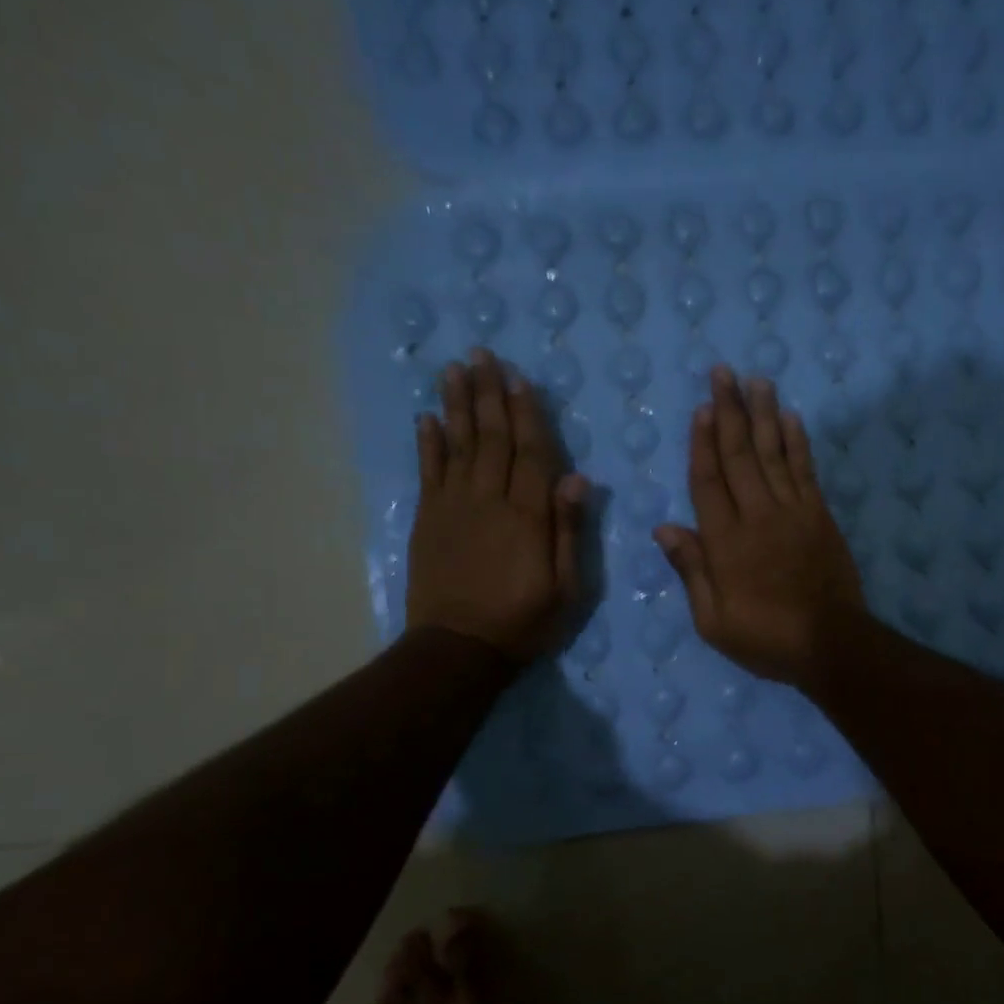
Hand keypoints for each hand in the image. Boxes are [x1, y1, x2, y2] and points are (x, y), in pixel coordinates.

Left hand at [405, 348, 586, 659]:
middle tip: (482, 355)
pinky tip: (426, 417)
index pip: (530, 453)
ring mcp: (454, 507)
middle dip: (488, 394)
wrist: (459, 648)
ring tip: (454, 369)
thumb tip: (577, 479)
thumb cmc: (523, 622)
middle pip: (491, 438)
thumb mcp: (566, 587)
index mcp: (527, 516)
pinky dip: (428, 443)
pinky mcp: (429, 520)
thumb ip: (569, 531)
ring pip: (458, 445)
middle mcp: (489, 501)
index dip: (526, 414)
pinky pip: (428, 472)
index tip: (519, 379)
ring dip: (457, 405)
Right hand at [654, 367, 864, 686]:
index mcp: (725, 541)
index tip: (703, 408)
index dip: (703, 442)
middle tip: (724, 373)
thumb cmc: (765, 637)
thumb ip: (691, 570)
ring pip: (774, 453)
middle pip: (740, 454)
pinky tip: (792, 418)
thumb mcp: (713, 620)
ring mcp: (793, 512)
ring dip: (765, 415)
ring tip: (758, 380)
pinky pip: (805, 471)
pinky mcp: (819, 516)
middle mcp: (757, 515)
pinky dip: (798, 442)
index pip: (708, 480)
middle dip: (731, 411)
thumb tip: (664, 527)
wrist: (831, 643)